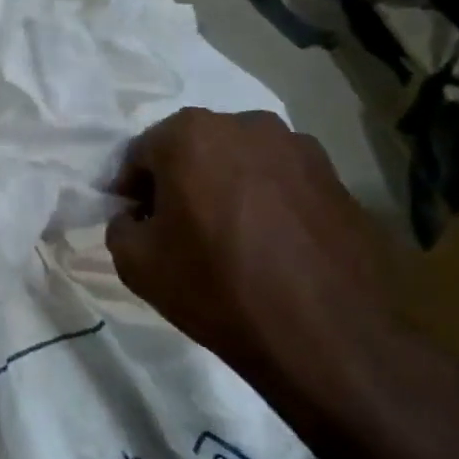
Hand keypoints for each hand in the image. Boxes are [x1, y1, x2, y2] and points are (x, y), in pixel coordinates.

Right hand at [105, 108, 396, 389]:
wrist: (328, 333)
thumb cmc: (216, 286)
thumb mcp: (135, 263)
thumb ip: (121, 225)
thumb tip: (138, 217)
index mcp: (190, 135)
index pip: (140, 153)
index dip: (130, 188)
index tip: (133, 220)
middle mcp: (245, 124)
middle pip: (192, 148)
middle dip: (177, 180)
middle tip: (173, 226)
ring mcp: (299, 147)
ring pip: (239, 162)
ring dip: (222, 187)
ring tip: (224, 235)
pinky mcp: (336, 177)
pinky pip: (279, 181)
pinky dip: (263, 202)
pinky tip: (265, 244)